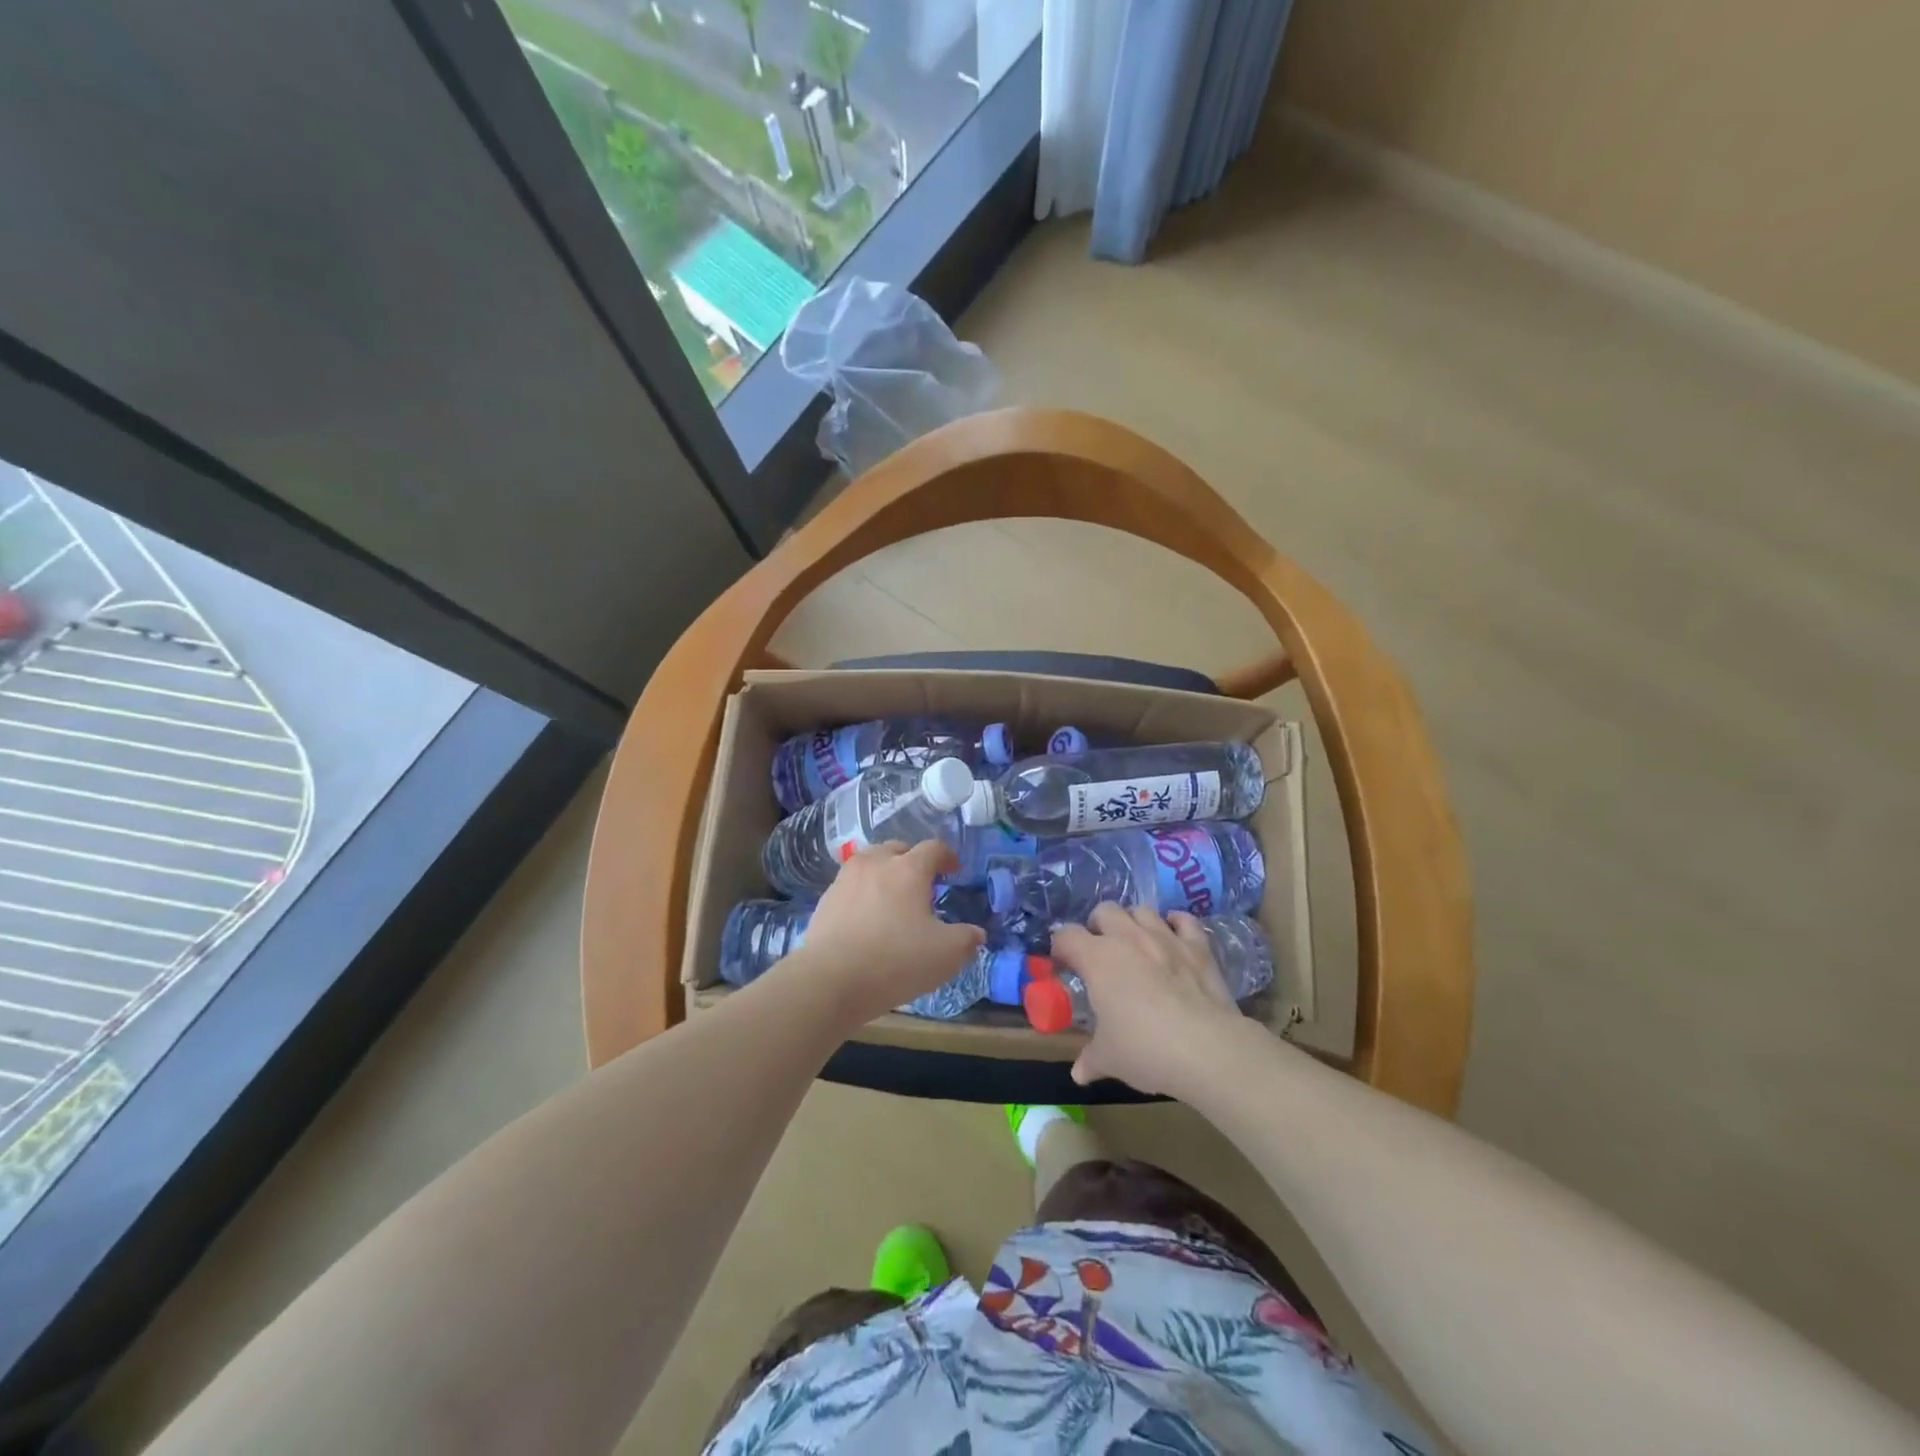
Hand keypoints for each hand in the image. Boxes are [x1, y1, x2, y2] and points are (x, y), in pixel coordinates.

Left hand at [789, 841, 984, 1023]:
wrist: (830, 980)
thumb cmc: (896, 960)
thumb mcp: (946, 955)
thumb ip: (966, 939)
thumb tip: (976, 933)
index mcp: (909, 869)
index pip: (933, 848)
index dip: (947, 856)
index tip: (954, 870)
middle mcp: (876, 863)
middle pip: (898, 848)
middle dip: (913, 860)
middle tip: (923, 883)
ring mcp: (846, 879)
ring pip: (870, 862)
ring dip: (885, 872)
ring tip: (893, 897)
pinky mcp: (825, 900)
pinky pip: (851, 886)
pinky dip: (863, 892)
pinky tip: (867, 917)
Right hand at [1050, 904, 1247, 1095]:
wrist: (1206, 1048)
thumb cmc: (1145, 1049)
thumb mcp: (1109, 1059)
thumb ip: (1090, 1059)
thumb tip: (1078, 1074)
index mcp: (1097, 958)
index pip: (1066, 936)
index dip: (1061, 947)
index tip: (1064, 964)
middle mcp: (1128, 938)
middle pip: (1104, 910)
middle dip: (1097, 926)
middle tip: (1099, 951)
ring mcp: (1165, 937)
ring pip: (1142, 910)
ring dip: (1133, 921)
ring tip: (1134, 942)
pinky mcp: (1197, 947)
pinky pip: (1184, 920)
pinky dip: (1176, 923)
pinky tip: (1173, 935)